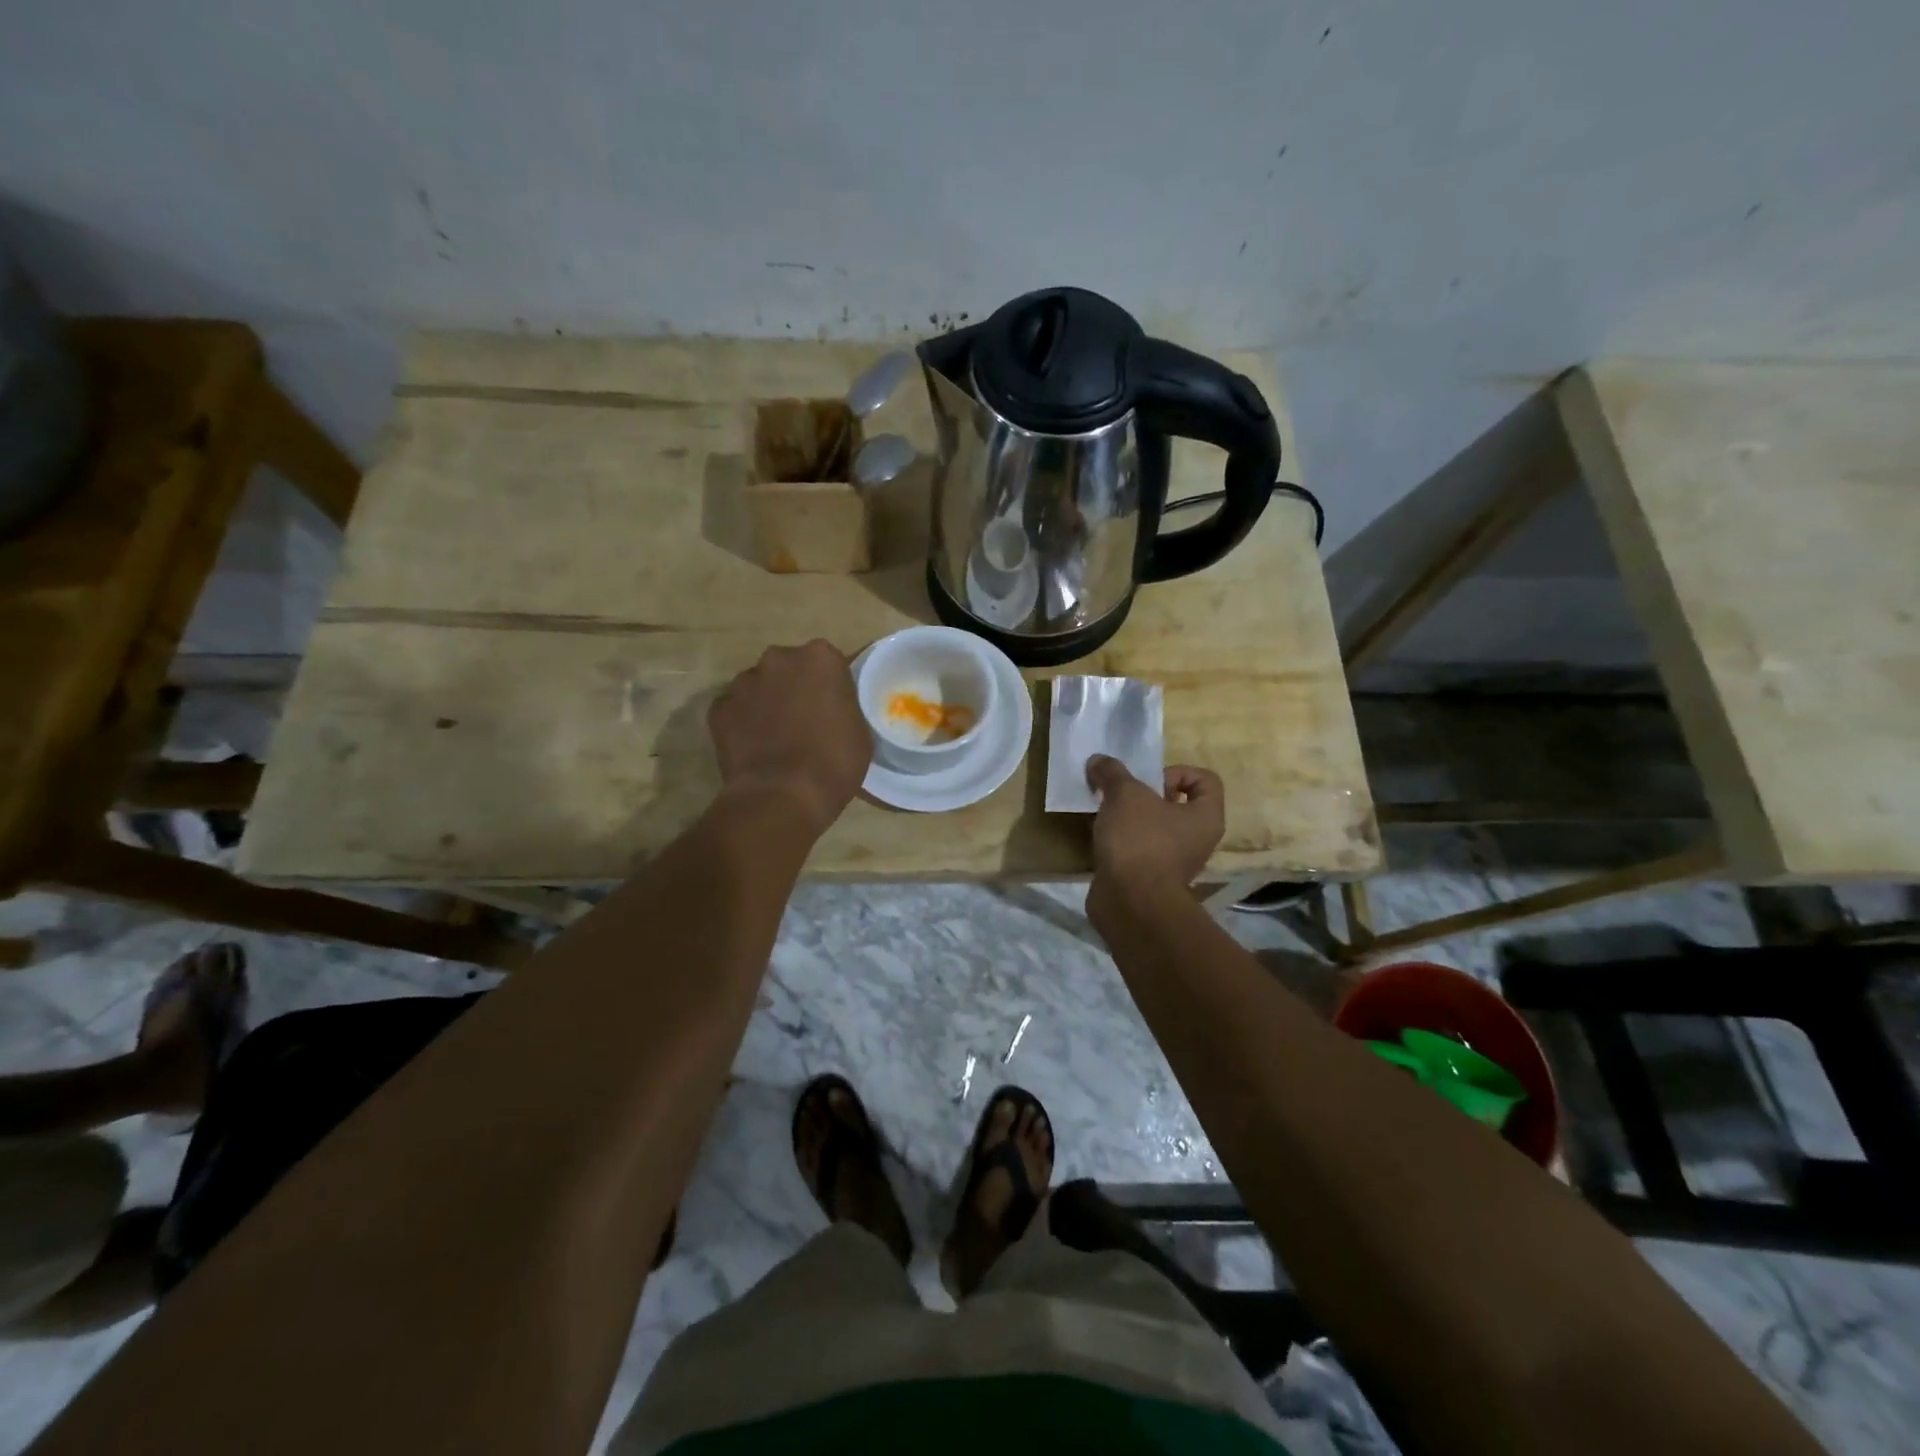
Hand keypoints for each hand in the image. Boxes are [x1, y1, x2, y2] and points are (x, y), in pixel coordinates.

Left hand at [708, 640, 870, 836]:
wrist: (782, 797)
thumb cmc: (833, 763)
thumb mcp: (859, 731)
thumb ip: (844, 705)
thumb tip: (831, 707)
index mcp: (820, 658)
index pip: (828, 662)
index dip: (830, 686)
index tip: (832, 708)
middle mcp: (778, 659)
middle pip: (789, 668)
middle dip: (794, 687)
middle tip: (804, 721)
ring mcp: (743, 683)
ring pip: (759, 686)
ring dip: (767, 703)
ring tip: (775, 738)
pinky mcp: (718, 709)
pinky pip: (735, 711)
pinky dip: (742, 724)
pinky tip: (753, 749)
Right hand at [1085, 756, 1224, 906]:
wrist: (1129, 902)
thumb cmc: (1139, 840)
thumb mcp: (1124, 794)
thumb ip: (1112, 772)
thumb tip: (1098, 761)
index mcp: (1206, 816)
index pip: (1205, 780)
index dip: (1177, 772)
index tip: (1149, 782)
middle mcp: (1197, 839)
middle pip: (1176, 803)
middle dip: (1145, 795)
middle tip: (1122, 795)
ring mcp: (1175, 862)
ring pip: (1154, 827)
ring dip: (1130, 818)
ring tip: (1106, 814)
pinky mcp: (1150, 878)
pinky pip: (1138, 849)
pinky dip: (1121, 841)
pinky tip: (1101, 838)